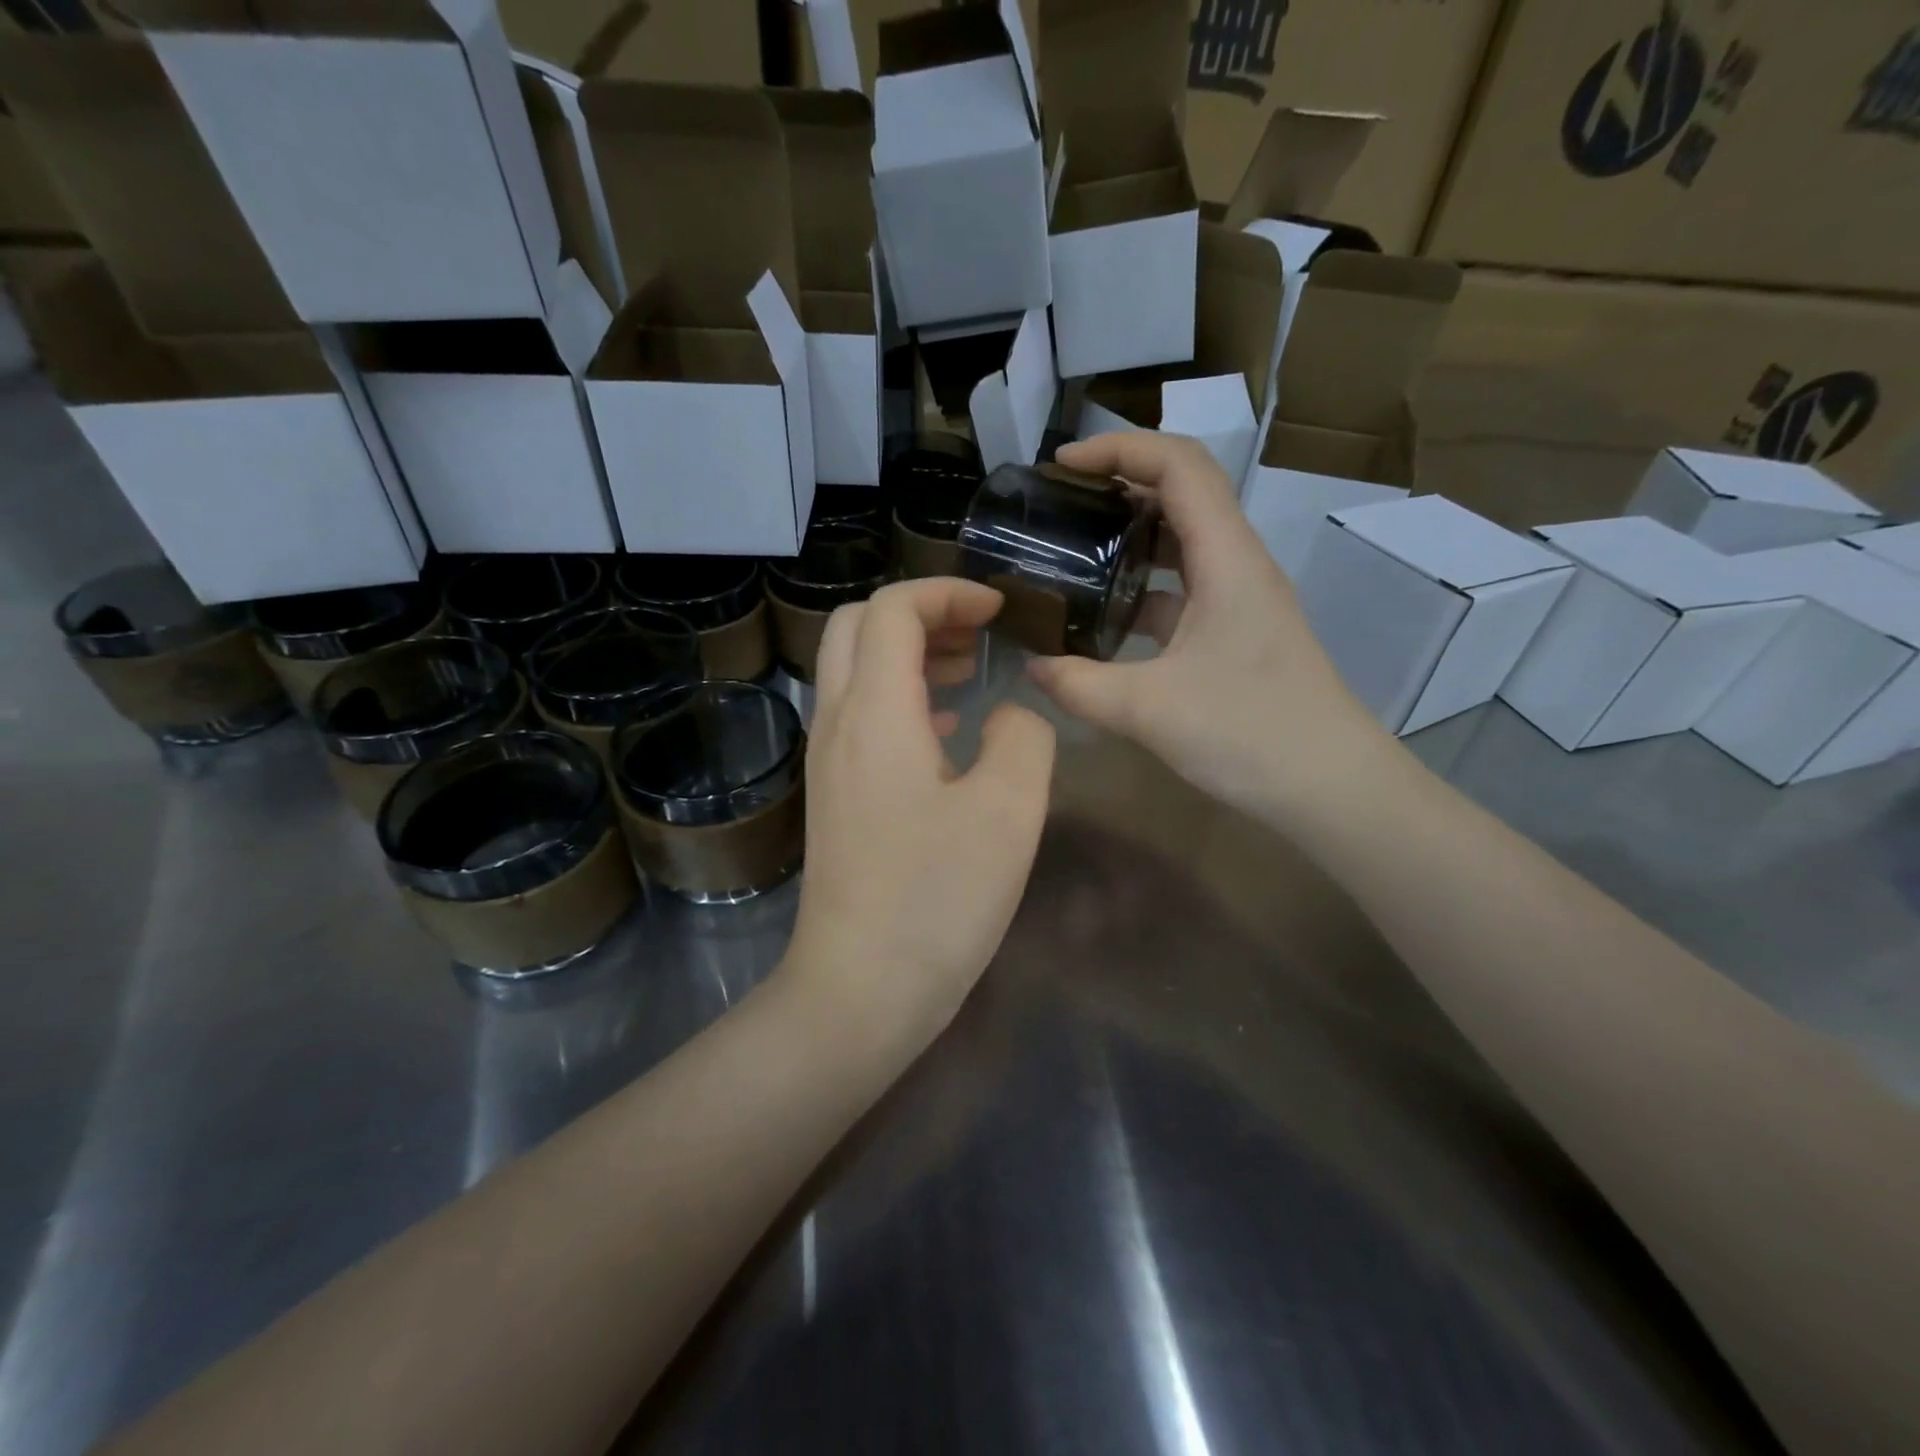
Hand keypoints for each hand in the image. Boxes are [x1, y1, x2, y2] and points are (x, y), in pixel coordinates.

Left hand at [784, 578, 1056, 1051]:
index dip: (946, 592)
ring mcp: (827, 761)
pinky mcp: (833, 794)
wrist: (860, 989)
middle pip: (857, 626)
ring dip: (909, 654)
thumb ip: (1023, 738)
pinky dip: (901, 697)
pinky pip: (859, 716)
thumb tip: (1009, 715)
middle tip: (979, 635)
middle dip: (921, 614)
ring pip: (854, 670)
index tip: (999, 610)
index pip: (892, 609)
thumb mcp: (1009, 812)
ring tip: (970, 672)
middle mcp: (837, 723)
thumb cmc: (937, 899)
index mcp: (875, 713)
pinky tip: (948, 731)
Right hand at [1026, 432, 1391, 827]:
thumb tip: (1031, 666)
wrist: (1330, 787)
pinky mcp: (1235, 634)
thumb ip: (1078, 685)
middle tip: (1058, 506)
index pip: (1179, 465)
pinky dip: (1141, 588)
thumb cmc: (1250, 734)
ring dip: (1129, 537)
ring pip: (1182, 544)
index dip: (1119, 449)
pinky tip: (1103, 618)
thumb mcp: (1148, 709)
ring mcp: (1240, 600)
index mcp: (1227, 558)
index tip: (1060, 466)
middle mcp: (1238, 564)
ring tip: (1071, 552)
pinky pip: (1183, 590)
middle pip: (1182, 493)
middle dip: (1118, 485)